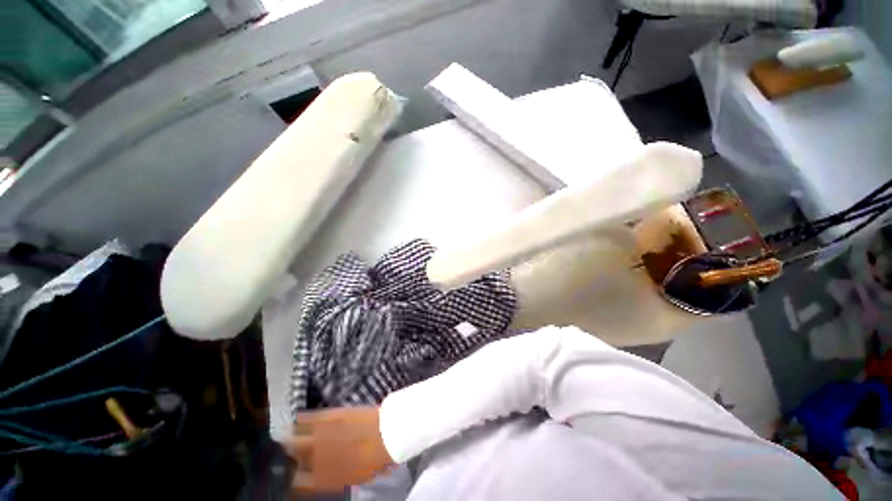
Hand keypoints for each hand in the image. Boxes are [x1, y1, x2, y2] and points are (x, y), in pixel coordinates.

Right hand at [283, 407, 393, 493]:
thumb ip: (335, 475)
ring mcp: (320, 437)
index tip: (296, 471)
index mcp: (323, 480)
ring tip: (290, 433)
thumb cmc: (376, 459)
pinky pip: (307, 418)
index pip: (297, 483)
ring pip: (294, 437)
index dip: (295, 477)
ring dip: (291, 436)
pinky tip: (298, 418)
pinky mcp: (329, 417)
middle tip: (291, 449)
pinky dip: (301, 419)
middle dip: (290, 453)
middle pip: (292, 457)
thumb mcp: (354, 476)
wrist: (389, 435)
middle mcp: (316, 461)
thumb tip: (325, 472)